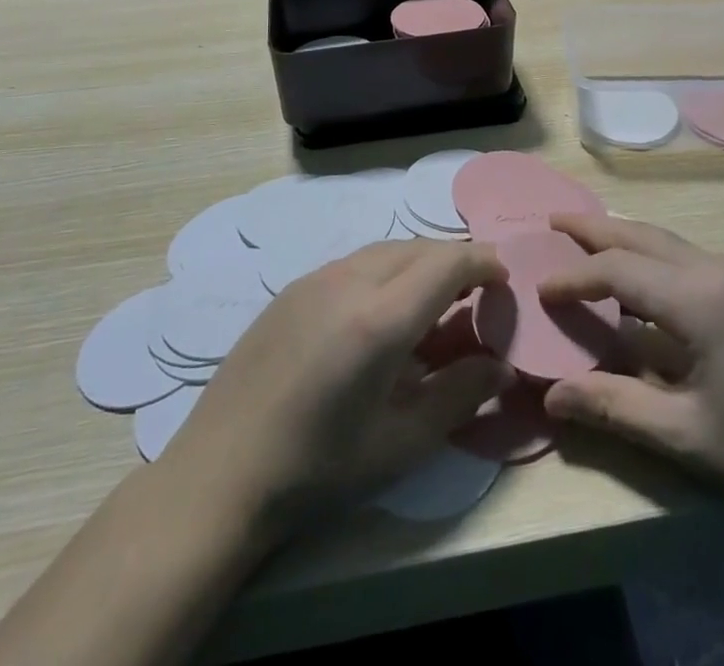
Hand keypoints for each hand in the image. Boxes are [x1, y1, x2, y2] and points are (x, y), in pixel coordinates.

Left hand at [162, 240, 512, 537]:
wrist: (218, 476)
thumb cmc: (317, 469)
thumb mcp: (400, 444)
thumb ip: (460, 396)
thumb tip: (502, 366)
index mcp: (380, 318)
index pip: (448, 263)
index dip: (483, 262)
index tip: (504, 279)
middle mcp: (349, 281)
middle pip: (419, 247)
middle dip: (455, 261)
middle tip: (475, 295)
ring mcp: (314, 279)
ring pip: (385, 249)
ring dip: (419, 263)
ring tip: (430, 303)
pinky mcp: (291, 289)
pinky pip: (354, 262)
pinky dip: (385, 271)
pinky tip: (378, 314)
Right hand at [539, 214, 723, 518]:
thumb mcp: (682, 434)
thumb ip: (612, 406)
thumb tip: (550, 395)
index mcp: (698, 297)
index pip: (619, 270)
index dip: (574, 277)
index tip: (538, 288)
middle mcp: (715, 268)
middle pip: (641, 236)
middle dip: (594, 229)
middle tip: (551, 222)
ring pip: (663, 240)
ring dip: (621, 238)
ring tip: (582, 238)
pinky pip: (682, 255)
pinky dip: (646, 254)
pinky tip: (633, 275)